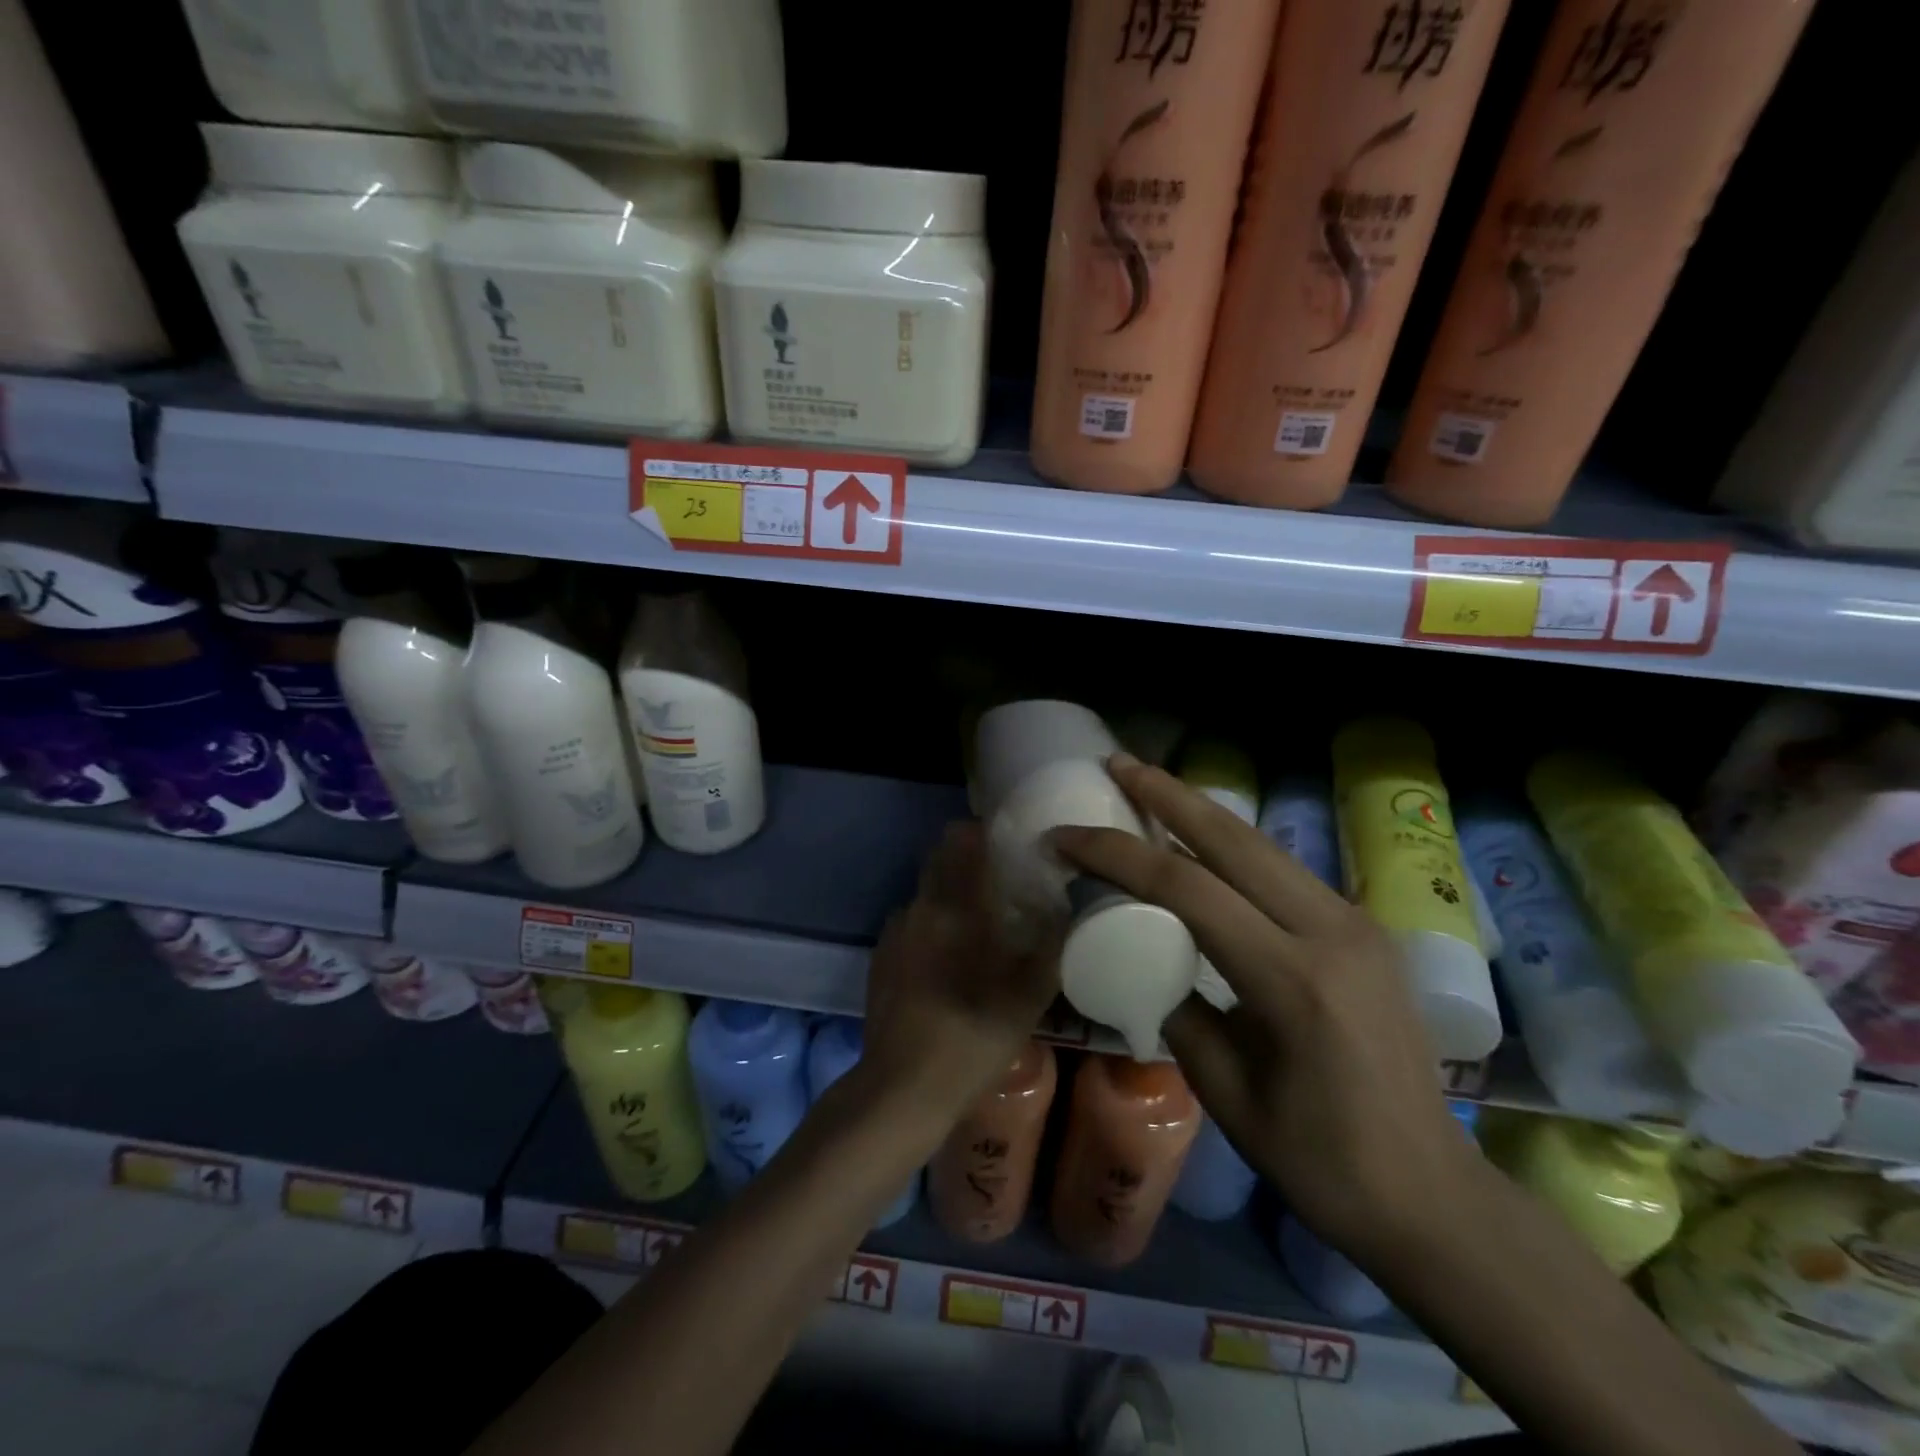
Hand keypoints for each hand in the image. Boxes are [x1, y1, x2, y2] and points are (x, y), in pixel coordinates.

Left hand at [861, 822, 1062, 1125]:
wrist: (902, 1086)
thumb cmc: (974, 1036)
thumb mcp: (1031, 993)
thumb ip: (1052, 942)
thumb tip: (1065, 905)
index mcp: (957, 905)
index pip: (962, 837)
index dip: (985, 831)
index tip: (1011, 843)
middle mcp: (920, 905)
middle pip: (941, 858)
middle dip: (970, 860)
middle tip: (1002, 883)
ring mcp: (895, 931)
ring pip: (927, 892)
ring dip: (950, 896)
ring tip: (977, 928)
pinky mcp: (880, 956)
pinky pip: (912, 923)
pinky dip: (931, 926)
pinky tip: (946, 963)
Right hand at [1050, 755, 1479, 1262]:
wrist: (1430, 1194)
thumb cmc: (1318, 1160)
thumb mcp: (1224, 1089)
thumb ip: (1175, 1005)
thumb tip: (1140, 952)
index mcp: (1292, 979)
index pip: (1186, 889)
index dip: (1117, 854)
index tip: (1066, 836)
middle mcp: (1331, 930)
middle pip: (1232, 839)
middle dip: (1166, 794)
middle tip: (1115, 762)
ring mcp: (1355, 922)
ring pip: (1261, 844)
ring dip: (1199, 810)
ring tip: (1149, 784)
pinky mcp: (1362, 927)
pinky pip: (1283, 870)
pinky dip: (1231, 845)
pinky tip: (1200, 840)